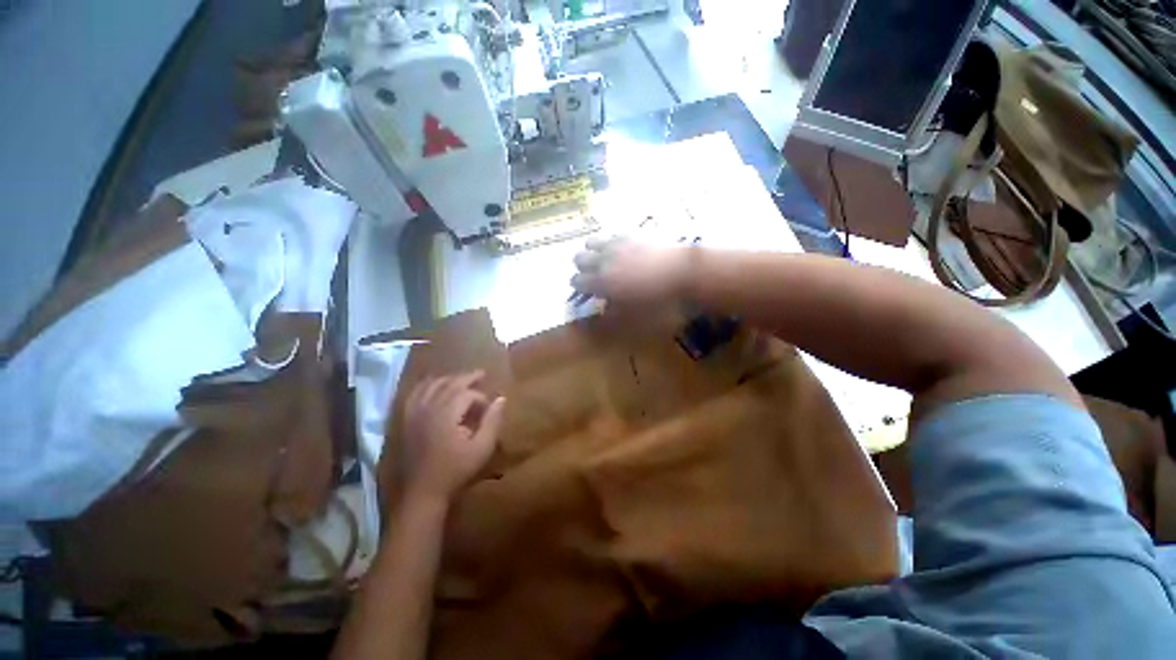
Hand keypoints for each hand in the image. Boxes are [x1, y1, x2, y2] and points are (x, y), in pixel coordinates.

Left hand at [399, 371, 505, 505]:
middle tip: (482, 374)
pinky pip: (415, 394)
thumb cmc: (455, 470)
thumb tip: (501, 398)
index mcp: (447, 414)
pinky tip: (433, 384)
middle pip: (449, 384)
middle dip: (467, 377)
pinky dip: (425, 385)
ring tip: (461, 378)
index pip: (468, 394)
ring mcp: (414, 413)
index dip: (481, 398)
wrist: (422, 492)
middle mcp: (429, 408)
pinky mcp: (406, 420)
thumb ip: (492, 421)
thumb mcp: (482, 448)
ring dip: (448, 379)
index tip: (489, 409)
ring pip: (432, 385)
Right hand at [570, 237, 695, 303]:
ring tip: (606, 260)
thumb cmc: (658, 301)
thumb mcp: (634, 317)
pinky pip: (611, 235)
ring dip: (593, 252)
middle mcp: (603, 259)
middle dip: (582, 268)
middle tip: (595, 276)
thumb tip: (600, 310)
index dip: (579, 287)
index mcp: (601, 282)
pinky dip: (611, 243)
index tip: (587, 292)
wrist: (685, 272)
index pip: (575, 281)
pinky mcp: (631, 233)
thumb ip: (611, 315)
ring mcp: (616, 243)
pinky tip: (622, 250)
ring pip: (591, 242)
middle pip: (578, 258)